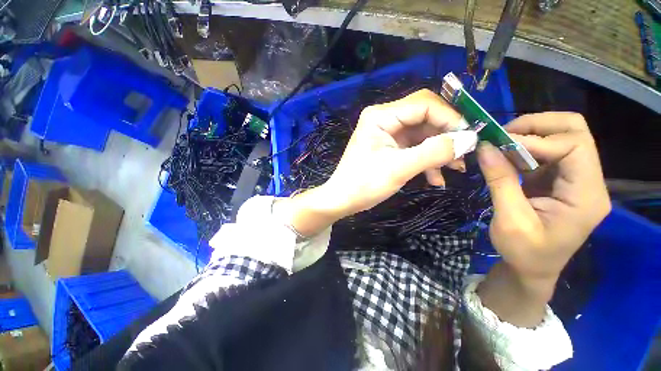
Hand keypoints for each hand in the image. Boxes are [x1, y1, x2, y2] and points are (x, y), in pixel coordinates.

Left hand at [323, 89, 477, 216]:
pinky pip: (414, 147)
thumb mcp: (399, 168)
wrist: (343, 200)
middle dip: (446, 136)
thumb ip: (434, 152)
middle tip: (465, 154)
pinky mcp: (390, 147)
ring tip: (455, 169)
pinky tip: (435, 178)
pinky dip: (426, 160)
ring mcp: (387, 133)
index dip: (450, 117)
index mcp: (381, 116)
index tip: (470, 137)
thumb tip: (470, 139)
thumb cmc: (364, 184)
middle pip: (425, 117)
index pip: (424, 104)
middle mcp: (384, 118)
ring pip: (423, 134)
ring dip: (439, 150)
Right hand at [478, 112, 610, 280]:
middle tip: (502, 135)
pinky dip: (523, 148)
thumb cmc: (524, 253)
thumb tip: (484, 148)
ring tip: (498, 144)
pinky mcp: (559, 181)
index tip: (498, 144)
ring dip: (529, 135)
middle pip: (575, 132)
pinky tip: (504, 157)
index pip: (574, 147)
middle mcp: (588, 181)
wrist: (532, 270)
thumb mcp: (510, 220)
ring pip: (561, 137)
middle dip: (538, 125)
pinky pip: (546, 153)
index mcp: (586, 196)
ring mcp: (575, 179)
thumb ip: (500, 181)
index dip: (536, 140)